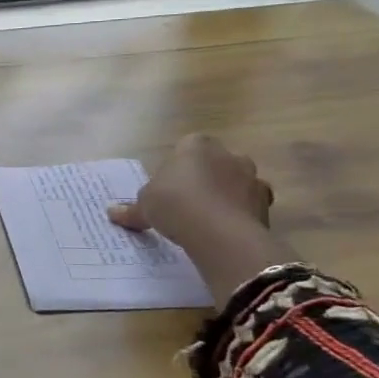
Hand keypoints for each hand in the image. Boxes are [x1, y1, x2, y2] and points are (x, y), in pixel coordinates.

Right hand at [108, 136, 292, 303]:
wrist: (218, 231)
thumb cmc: (174, 204)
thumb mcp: (144, 206)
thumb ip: (132, 208)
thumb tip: (112, 212)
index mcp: (196, 145)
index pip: (185, 148)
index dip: (176, 169)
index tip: (167, 190)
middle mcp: (228, 154)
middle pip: (214, 164)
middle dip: (204, 180)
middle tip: (186, 205)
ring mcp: (252, 177)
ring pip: (235, 184)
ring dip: (224, 197)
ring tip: (206, 222)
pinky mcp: (265, 203)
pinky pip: (249, 206)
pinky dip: (240, 215)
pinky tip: (224, 232)